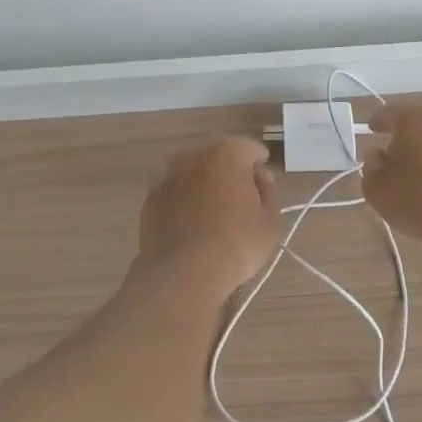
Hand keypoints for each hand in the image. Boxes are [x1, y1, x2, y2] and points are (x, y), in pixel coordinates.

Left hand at [136, 137, 283, 297]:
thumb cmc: (237, 244)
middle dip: (230, 171)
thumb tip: (260, 176)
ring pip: (193, 172)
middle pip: (218, 156)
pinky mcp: (151, 198)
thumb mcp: (270, 222)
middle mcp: (194, 155)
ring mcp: (168, 175)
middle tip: (239, 200)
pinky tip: (189, 224)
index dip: (259, 164)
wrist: (184, 273)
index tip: (261, 186)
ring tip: (211, 212)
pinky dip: (183, 200)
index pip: (249, 148)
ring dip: (203, 183)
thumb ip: (268, 191)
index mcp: (227, 153)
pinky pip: (174, 192)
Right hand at [360, 103, 421, 242]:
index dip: (377, 122)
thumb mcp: (376, 186)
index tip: (372, 129)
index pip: (388, 113)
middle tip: (392, 150)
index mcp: (410, 118)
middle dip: (403, 135)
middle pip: (415, 123)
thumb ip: (371, 166)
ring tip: (414, 169)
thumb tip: (377, 154)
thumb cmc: (413, 195)